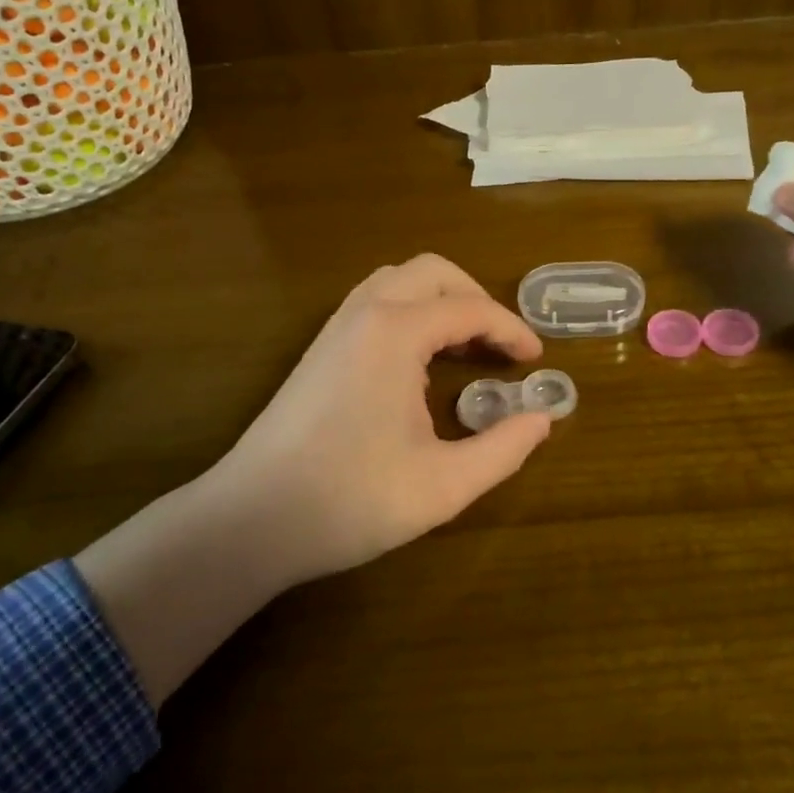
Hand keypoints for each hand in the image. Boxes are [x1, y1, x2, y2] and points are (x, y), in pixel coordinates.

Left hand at [217, 253, 551, 585]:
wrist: (250, 520)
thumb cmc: (350, 500)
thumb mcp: (443, 485)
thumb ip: (503, 449)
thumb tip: (542, 419)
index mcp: (395, 332)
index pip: (470, 309)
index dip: (511, 330)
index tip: (536, 360)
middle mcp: (365, 313)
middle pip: (433, 272)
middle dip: (476, 297)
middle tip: (501, 343)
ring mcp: (336, 326)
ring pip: (399, 280)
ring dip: (441, 299)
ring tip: (466, 344)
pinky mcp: (320, 347)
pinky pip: (375, 301)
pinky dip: (412, 310)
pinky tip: (421, 360)